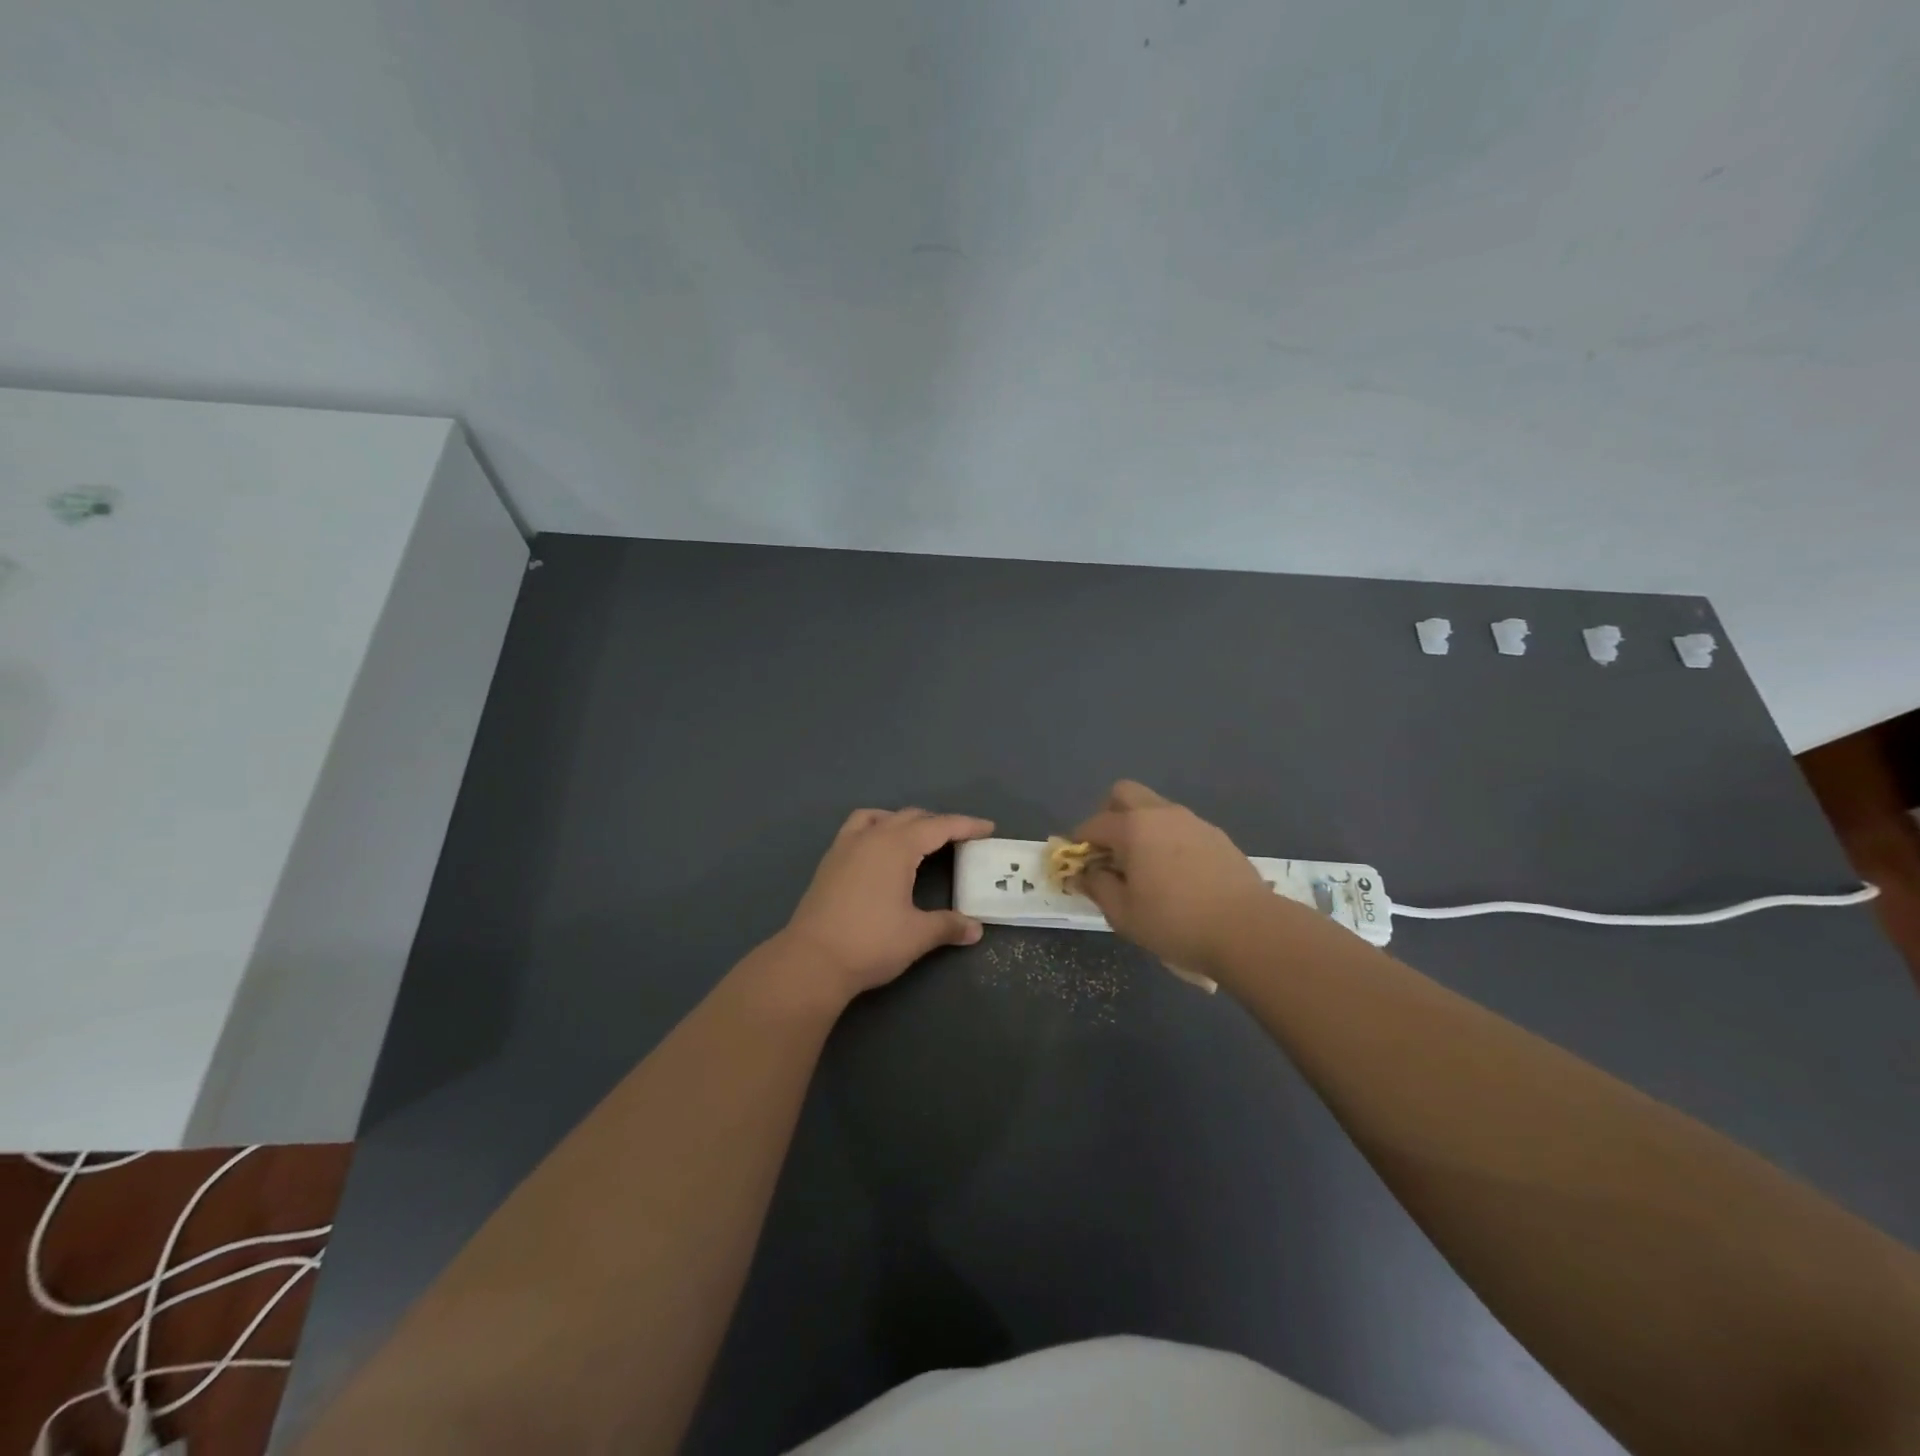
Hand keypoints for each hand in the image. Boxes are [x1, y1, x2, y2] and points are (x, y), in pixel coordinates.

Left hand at [778, 808, 994, 1003]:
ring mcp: (846, 845)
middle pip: (912, 818)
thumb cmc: (870, 943)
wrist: (811, 960)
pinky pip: (858, 827)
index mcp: (897, 846)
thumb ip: (948, 926)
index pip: (939, 826)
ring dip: (905, 821)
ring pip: (882, 817)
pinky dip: (877, 826)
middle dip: (939, 824)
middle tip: (961, 839)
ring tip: (920, 838)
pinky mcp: (830, 860)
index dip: (966, 826)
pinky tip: (880, 848)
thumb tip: (976, 929)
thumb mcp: (916, 935)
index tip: (988, 828)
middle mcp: (872, 836)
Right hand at [1071, 781, 1273, 976]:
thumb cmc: (1176, 923)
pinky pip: (1179, 826)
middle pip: (1123, 794)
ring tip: (1145, 868)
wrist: (1248, 930)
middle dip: (1108, 816)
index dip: (1078, 844)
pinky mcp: (1217, 835)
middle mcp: (1161, 813)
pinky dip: (1167, 840)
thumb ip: (1097, 887)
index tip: (1078, 866)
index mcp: (1133, 828)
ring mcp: (1193, 821)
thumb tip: (1083, 874)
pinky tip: (1176, 875)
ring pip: (1154, 809)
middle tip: (1110, 852)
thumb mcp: (1123, 914)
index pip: (1093, 825)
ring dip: (1140, 828)